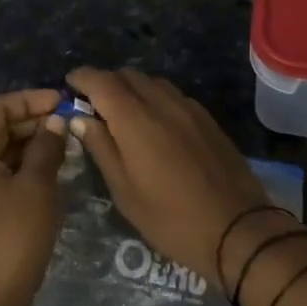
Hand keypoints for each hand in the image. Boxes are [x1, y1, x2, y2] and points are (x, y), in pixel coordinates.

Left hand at [0, 88, 66, 305]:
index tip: (62, 102)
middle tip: (68, 123)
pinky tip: (50, 172)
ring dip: (29, 144)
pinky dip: (22, 166)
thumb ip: (46, 148)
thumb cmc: (11, 239)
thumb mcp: (36, 188)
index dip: (29, 99)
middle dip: (31, 121)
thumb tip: (54, 122)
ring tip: (65, 145)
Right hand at [65, 68, 273, 289]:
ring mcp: (189, 108)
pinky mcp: (207, 119)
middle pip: (127, 75)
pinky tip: (155, 123)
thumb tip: (81, 118)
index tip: (69, 85)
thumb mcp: (125, 191)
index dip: (82, 77)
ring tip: (123, 113)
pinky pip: (173, 95)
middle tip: (93, 104)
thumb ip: (101, 148)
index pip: (101, 81)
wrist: (237, 229)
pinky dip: (155, 98)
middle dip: (105, 82)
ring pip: (152, 82)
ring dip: (132, 88)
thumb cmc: (170, 218)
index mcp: (135, 119)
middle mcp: (162, 103)